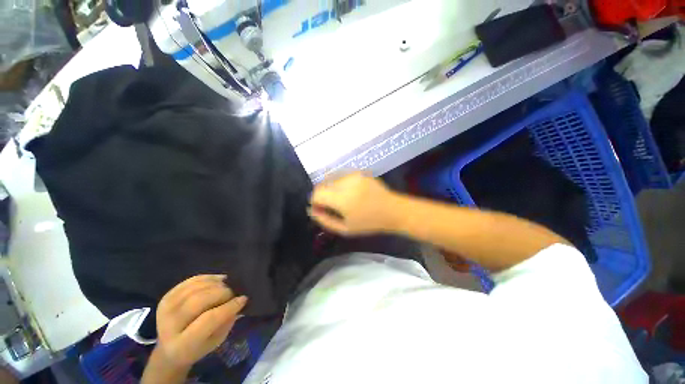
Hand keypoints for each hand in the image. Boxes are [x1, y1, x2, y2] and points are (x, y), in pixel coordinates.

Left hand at [155, 275, 247, 368]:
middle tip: (233, 293)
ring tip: (225, 287)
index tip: (243, 299)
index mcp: (182, 344)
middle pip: (199, 300)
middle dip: (222, 293)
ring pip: (195, 288)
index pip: (208, 319)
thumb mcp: (216, 341)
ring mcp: (165, 309)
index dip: (229, 307)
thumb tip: (239, 300)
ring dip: (215, 284)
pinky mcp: (166, 297)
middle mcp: (169, 326)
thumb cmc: (198, 347)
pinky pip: (190, 281)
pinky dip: (207, 278)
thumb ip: (227, 321)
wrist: (169, 350)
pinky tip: (217, 281)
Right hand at [309, 173, 397, 235]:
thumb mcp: (345, 229)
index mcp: (342, 198)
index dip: (314, 201)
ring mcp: (353, 175)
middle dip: (322, 195)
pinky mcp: (359, 172)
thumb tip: (311, 210)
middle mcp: (346, 182)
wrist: (393, 210)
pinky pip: (342, 176)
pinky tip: (350, 193)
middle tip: (331, 206)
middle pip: (322, 184)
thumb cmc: (369, 223)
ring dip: (331, 189)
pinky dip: (340, 184)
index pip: (316, 193)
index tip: (320, 209)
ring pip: (331, 179)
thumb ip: (325, 220)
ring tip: (341, 199)